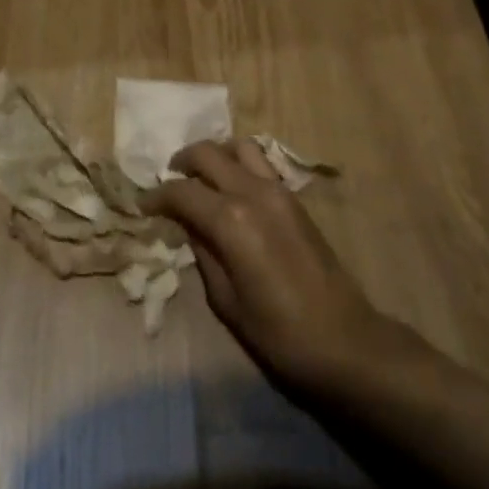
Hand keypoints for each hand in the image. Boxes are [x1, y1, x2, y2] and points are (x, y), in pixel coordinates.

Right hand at [144, 139, 402, 391]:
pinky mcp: (294, 198)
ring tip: (202, 180)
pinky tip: (231, 191)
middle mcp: (252, 192)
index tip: (143, 206)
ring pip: (238, 147)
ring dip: (215, 156)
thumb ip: (202, 253)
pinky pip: (260, 163)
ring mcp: (278, 190)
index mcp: (231, 220)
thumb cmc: (279, 333)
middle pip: (208, 153)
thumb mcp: (226, 301)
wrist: (345, 341)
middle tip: (169, 184)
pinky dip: (239, 165)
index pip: (182, 191)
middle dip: (182, 163)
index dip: (157, 196)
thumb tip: (187, 226)